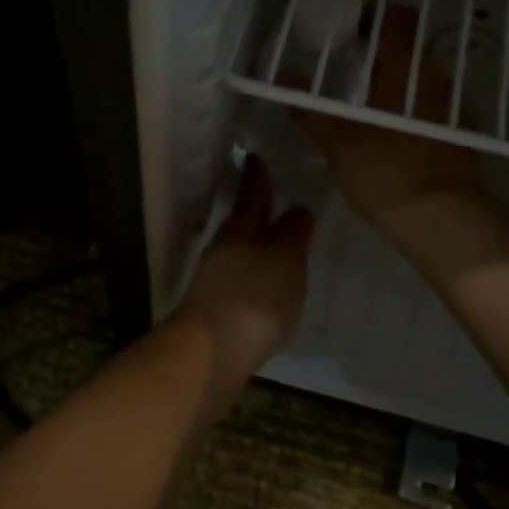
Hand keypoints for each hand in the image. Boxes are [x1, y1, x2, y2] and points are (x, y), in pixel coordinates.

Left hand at [176, 157, 313, 413]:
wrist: (210, 353)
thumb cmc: (254, 297)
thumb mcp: (286, 260)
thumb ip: (294, 233)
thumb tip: (299, 207)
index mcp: (241, 228)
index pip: (252, 192)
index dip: (257, 174)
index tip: (256, 155)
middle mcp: (224, 246)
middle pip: (243, 219)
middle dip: (257, 206)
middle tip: (273, 192)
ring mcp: (215, 277)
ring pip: (240, 247)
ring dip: (256, 239)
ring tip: (276, 237)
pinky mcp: (215, 304)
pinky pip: (239, 274)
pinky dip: (253, 268)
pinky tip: (264, 279)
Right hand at [294, 7, 483, 225]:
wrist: (442, 219)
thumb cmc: (385, 172)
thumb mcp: (337, 143)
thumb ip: (309, 110)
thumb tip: (282, 78)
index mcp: (405, 70)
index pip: (397, 18)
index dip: (376, 6)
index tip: (352, 8)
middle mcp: (434, 79)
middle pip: (410, 44)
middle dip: (382, 41)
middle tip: (350, 49)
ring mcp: (451, 106)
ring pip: (422, 74)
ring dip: (398, 72)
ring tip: (367, 86)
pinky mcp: (460, 133)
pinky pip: (432, 102)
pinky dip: (411, 100)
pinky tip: (393, 121)